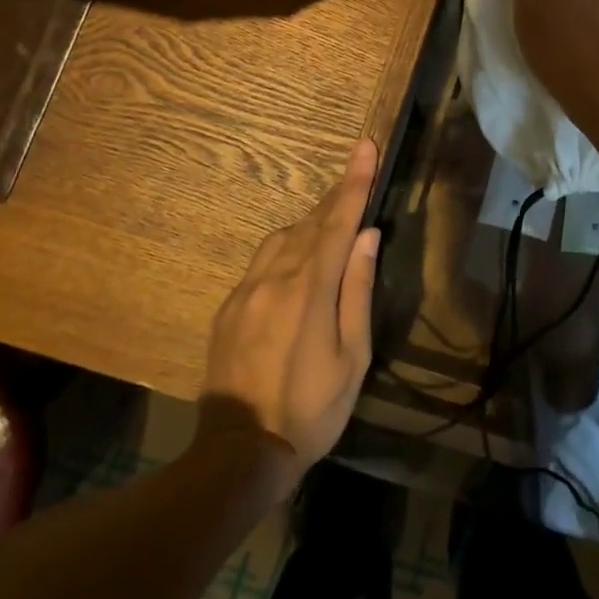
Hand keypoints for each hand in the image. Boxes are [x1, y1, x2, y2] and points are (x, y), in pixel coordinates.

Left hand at [197, 138, 381, 497]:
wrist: (239, 452)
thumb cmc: (311, 409)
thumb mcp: (352, 357)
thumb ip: (358, 290)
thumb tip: (368, 236)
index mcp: (310, 289)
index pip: (339, 222)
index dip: (355, 182)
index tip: (365, 146)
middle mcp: (275, 277)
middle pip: (311, 222)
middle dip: (337, 196)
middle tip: (357, 173)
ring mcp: (247, 289)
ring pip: (284, 237)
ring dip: (312, 222)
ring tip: (334, 220)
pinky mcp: (230, 305)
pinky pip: (263, 260)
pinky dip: (287, 247)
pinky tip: (298, 261)